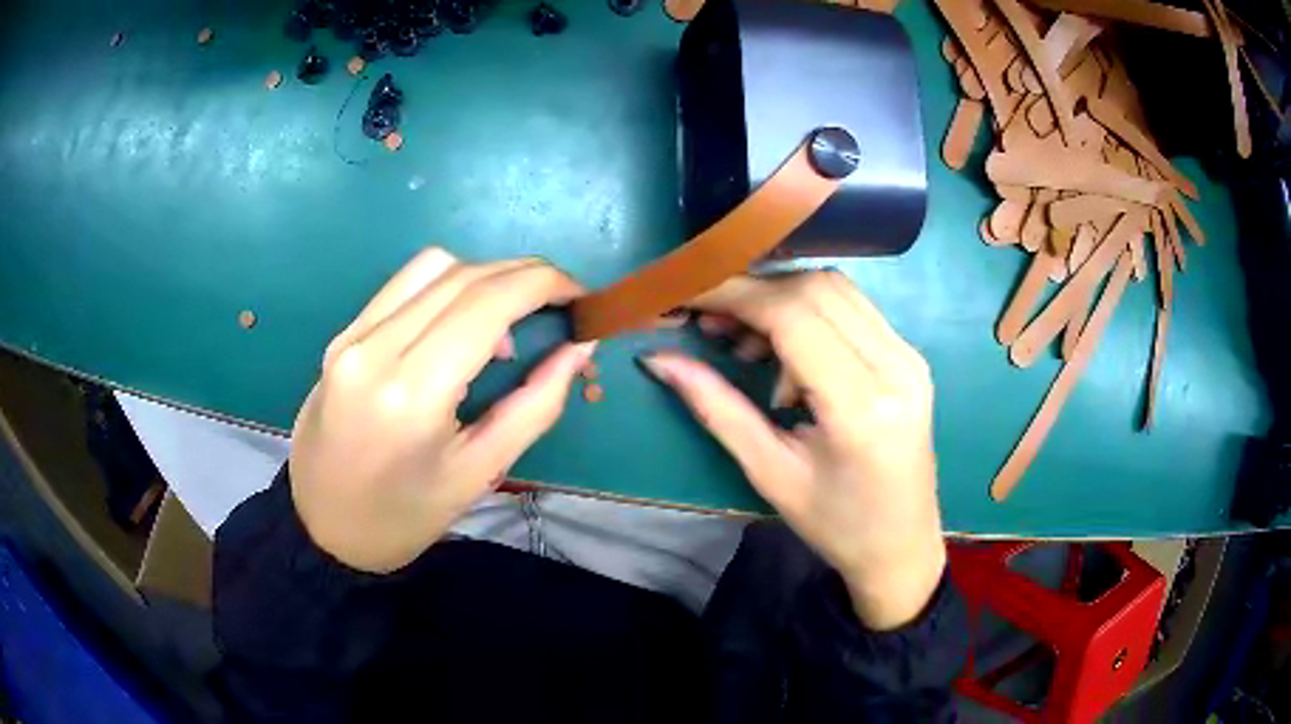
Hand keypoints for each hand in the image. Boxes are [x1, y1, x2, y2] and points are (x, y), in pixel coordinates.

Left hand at [289, 248, 594, 573]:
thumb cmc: (405, 516)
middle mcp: (377, 348)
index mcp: (413, 393)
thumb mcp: (480, 472)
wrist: (324, 527)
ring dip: (484, 276)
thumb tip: (579, 348)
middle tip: (557, 304)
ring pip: (432, 267)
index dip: (543, 284)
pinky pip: (404, 286)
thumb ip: (536, 405)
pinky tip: (460, 323)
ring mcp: (352, 336)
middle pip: (463, 275)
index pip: (487, 303)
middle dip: (523, 275)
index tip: (579, 296)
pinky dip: (446, 286)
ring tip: (508, 320)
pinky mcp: (343, 335)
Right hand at [641, 272, 944, 629]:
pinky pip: (852, 309)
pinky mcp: (910, 357)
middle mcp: (897, 367)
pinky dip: (808, 312)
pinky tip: (786, 354)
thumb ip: (717, 408)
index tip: (686, 294)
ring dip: (781, 299)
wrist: (901, 546)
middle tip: (710, 321)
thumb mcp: (770, 473)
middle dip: (753, 292)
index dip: (734, 295)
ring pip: (835, 288)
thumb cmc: (835, 525)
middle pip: (816, 288)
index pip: (794, 316)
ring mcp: (910, 357)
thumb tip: (660, 359)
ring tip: (745, 342)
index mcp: (862, 407)